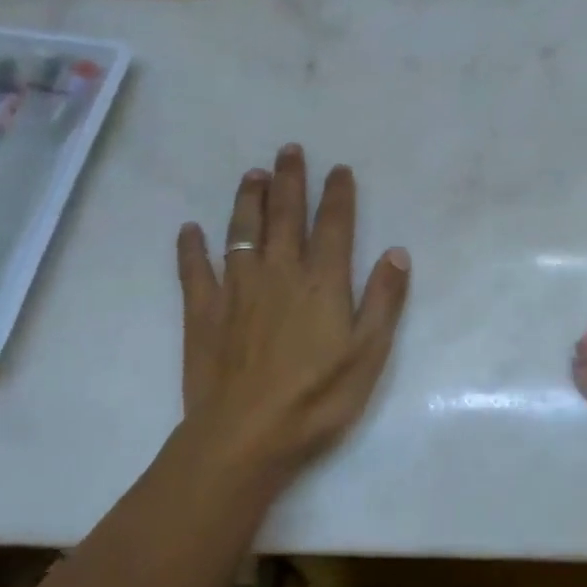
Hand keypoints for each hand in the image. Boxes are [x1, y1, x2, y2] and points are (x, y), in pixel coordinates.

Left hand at [176, 144, 409, 479]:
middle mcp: (279, 274)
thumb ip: (384, 300)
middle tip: (289, 149)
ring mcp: (237, 291)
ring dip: (247, 200)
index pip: (333, 226)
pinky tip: (189, 230)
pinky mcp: (202, 313)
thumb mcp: (369, 353)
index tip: (339, 169)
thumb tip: (397, 252)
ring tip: (252, 174)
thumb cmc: (318, 398)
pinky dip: (191, 248)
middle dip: (290, 181)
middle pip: (285, 217)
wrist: (245, 436)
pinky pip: (194, 271)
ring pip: (242, 233)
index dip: (337, 195)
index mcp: (322, 283)